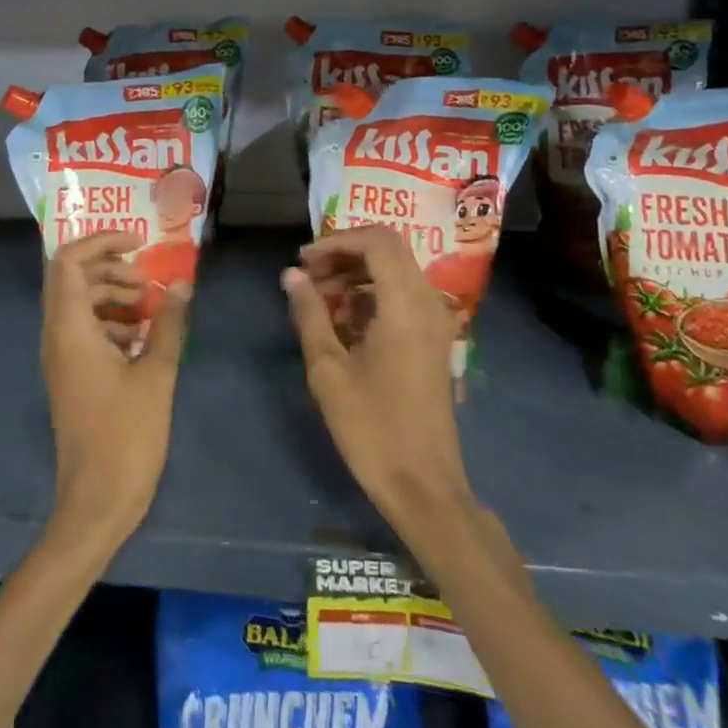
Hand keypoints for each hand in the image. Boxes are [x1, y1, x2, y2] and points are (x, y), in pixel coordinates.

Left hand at [42, 232, 189, 550]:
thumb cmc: (126, 436)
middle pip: (72, 278)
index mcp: (70, 329)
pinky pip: (84, 330)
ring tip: (152, 312)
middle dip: (112, 269)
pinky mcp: (71, 376)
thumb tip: (182, 284)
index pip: (68, 260)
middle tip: (149, 285)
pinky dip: (111, 322)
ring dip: (113, 295)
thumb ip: (169, 323)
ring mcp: (61, 358)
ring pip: (79, 303)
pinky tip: (143, 341)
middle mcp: (57, 336)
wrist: (96, 502)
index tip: (140, 244)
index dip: (101, 241)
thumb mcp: (156, 374)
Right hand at [283, 227, 473, 539]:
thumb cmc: (372, 428)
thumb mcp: (328, 370)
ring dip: (356, 274)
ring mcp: (436, 322)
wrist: (424, 486)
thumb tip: (291, 275)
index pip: (377, 240)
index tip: (304, 261)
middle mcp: (428, 303)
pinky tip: (344, 320)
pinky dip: (372, 293)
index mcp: (405, 305)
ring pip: (396, 271)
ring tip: (319, 298)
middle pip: (388, 250)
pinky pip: (403, 295)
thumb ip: (309, 314)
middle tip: (308, 277)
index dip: (337, 241)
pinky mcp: (435, 340)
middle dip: (344, 254)